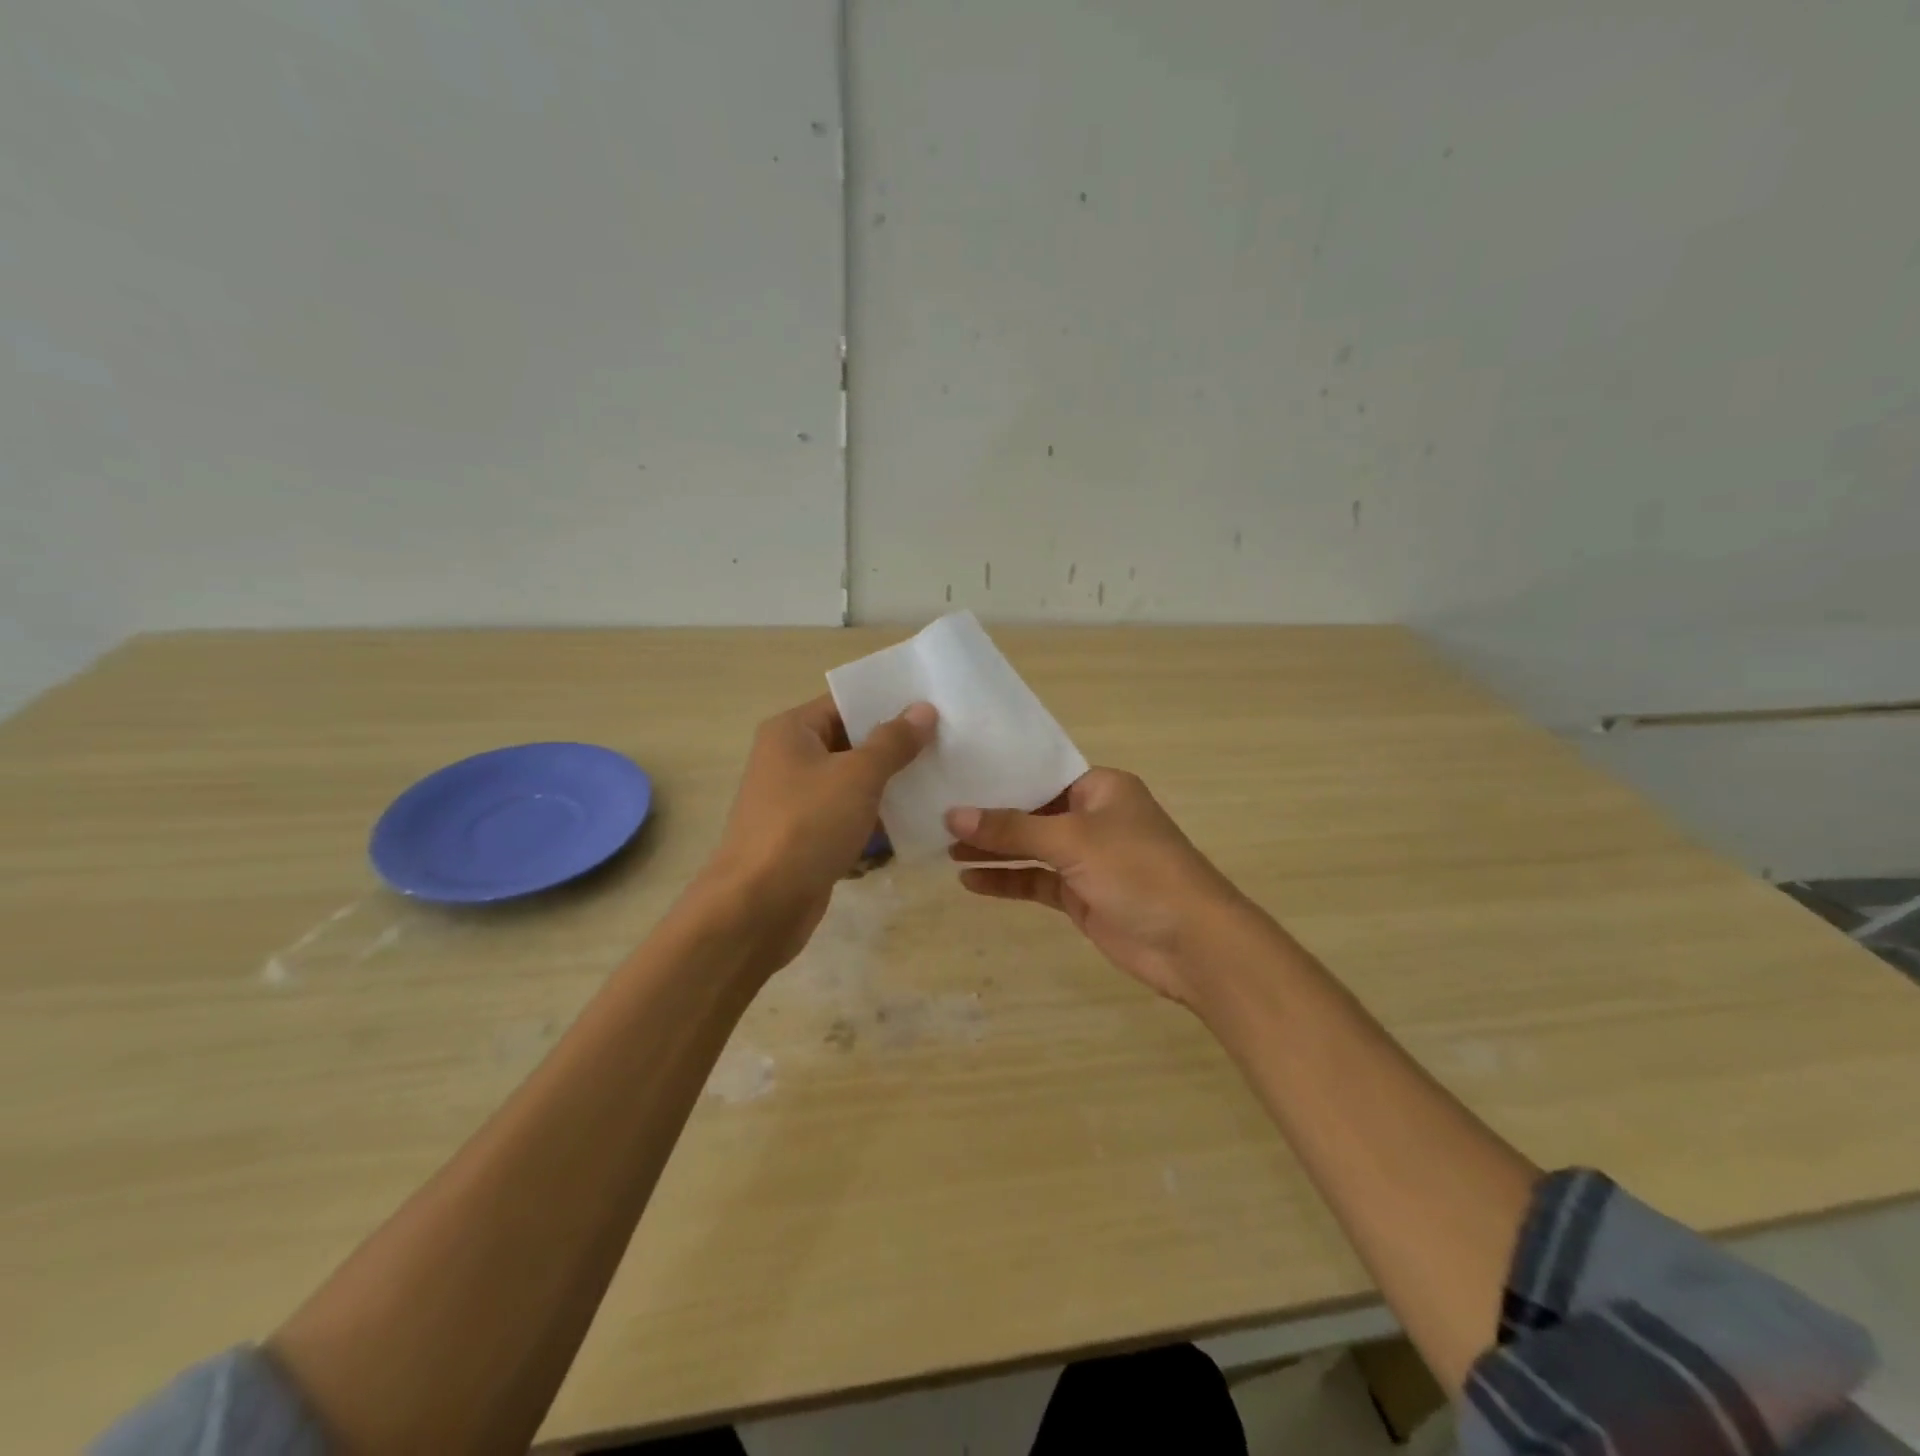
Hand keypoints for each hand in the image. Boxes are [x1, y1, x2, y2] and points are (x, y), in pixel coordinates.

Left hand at [704, 695, 935, 968]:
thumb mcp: (857, 776)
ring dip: (890, 783)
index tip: (934, 707)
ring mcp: (796, 800)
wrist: (758, 906)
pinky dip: (876, 816)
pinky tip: (917, 819)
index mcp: (792, 731)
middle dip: (895, 745)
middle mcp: (789, 758)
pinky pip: (848, 815)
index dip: (888, 703)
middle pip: (850, 741)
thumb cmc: (806, 826)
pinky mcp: (806, 836)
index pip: (846, 703)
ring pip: (852, 781)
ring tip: (942, 778)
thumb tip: (923, 709)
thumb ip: (893, 742)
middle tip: (947, 742)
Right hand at [946, 769, 1248, 1007]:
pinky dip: (1006, 881)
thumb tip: (953, 815)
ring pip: (1030, 849)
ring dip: (993, 851)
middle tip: (938, 815)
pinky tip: (970, 882)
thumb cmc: (1138, 871)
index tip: (956, 775)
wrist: (1192, 943)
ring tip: (944, 850)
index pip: (1042, 773)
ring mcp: (1087, 859)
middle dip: (990, 817)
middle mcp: (1093, 817)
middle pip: (1032, 812)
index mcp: (1101, 788)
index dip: (1001, 776)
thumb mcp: (1072, 840)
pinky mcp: (1081, 895)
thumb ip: (1012, 829)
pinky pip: (1036, 882)